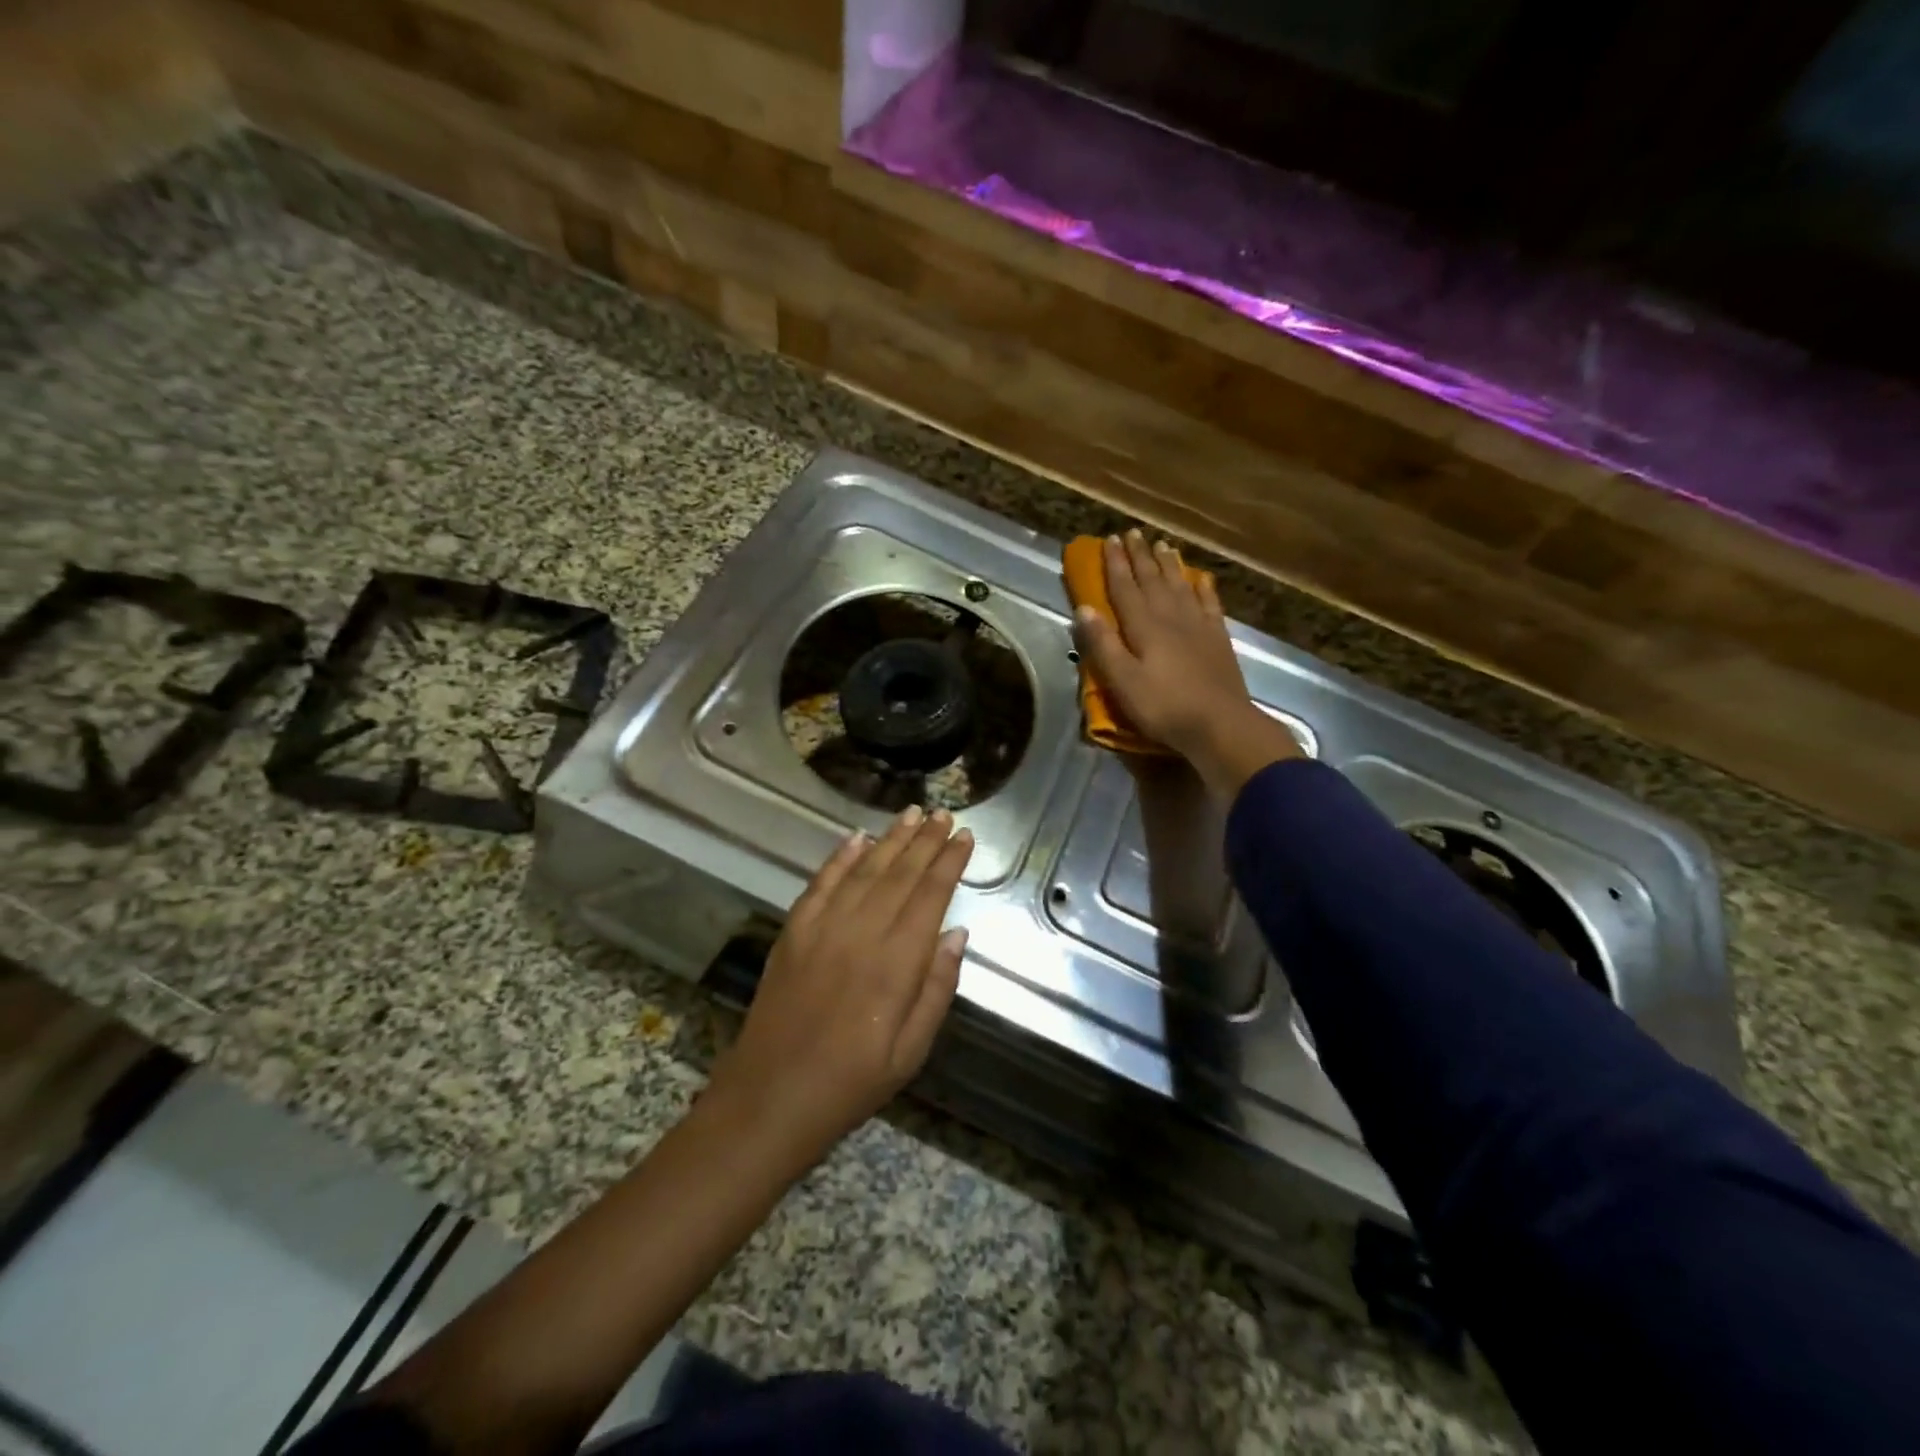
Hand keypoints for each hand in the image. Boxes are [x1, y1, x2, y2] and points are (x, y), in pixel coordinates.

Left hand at [708, 806, 973, 1164]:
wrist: (770, 1097)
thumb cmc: (851, 1082)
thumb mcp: (911, 1051)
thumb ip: (937, 988)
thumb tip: (957, 932)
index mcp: (896, 963)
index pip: (930, 896)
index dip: (949, 862)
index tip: (965, 837)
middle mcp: (861, 933)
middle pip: (900, 874)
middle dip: (925, 840)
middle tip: (944, 813)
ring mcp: (823, 928)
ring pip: (864, 870)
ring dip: (890, 839)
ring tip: (911, 813)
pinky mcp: (794, 931)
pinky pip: (822, 883)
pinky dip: (841, 857)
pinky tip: (857, 838)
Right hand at [1072, 530, 1302, 799]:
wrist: (1220, 724)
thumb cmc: (1164, 707)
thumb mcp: (1122, 681)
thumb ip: (1102, 645)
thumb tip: (1082, 608)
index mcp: (1144, 627)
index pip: (1125, 588)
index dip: (1116, 564)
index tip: (1109, 539)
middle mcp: (1171, 617)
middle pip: (1153, 580)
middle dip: (1140, 556)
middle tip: (1132, 532)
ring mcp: (1198, 626)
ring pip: (1180, 585)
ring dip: (1169, 564)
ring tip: (1163, 544)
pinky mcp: (1218, 639)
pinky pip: (1209, 604)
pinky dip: (1204, 588)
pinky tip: (1202, 578)